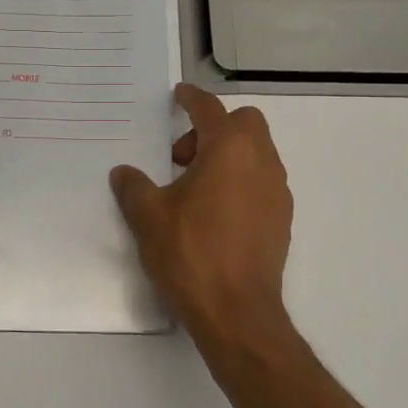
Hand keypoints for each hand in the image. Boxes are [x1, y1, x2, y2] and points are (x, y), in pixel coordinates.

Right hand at [110, 84, 298, 356]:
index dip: (192, 98)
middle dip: (213, 128)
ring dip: (228, 155)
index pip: (210, 108)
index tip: (179, 95)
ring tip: (195, 188)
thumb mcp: (148, 217)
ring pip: (257, 152)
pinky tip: (216, 213)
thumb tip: (124, 173)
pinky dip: (241, 181)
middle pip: (244, 123)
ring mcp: (277, 191)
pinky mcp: (283, 219)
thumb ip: (133, 187)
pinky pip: (262, 182)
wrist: (237, 312)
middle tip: (182, 158)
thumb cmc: (191, 254)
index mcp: (228, 150)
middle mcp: (260, 162)